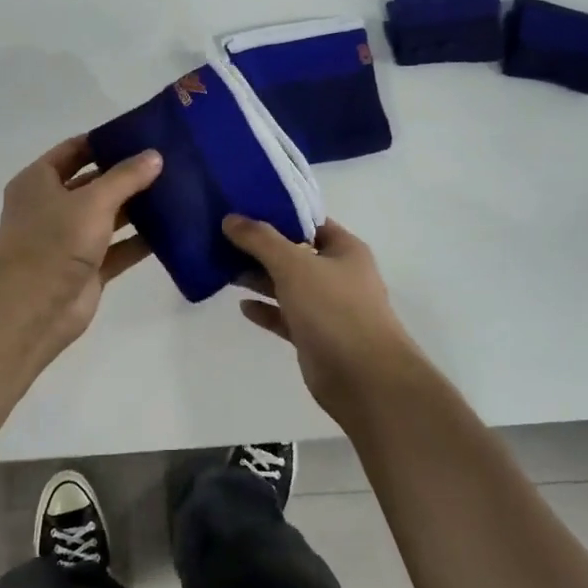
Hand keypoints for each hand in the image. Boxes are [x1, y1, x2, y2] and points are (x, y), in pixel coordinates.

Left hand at [0, 135, 162, 357]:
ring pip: (108, 217)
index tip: (140, 134)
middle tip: (167, 162)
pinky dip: (140, 241)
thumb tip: (155, 156)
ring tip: (176, 191)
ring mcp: (69, 240)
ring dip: (137, 208)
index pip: (74, 151)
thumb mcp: (93, 200)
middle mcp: (51, 207)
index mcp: (38, 182)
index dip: (104, 141)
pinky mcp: (88, 269)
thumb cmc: (55, 241)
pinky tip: (172, 230)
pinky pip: (119, 249)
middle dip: (126, 175)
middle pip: (94, 184)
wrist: (34, 308)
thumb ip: (126, 177)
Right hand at [224, 214, 427, 420]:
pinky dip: (266, 310)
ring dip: (260, 278)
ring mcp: (327, 307)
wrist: (363, 378)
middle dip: (262, 247)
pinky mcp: (314, 336)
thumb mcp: (294, 265)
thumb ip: (260, 240)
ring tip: (224, 268)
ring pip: (288, 285)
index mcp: (344, 250)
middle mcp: (338, 275)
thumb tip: (230, 218)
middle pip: (295, 253)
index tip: (243, 209)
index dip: (278, 214)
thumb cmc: (333, 308)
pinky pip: (285, 316)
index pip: (309, 222)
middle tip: (224, 238)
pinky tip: (242, 305)